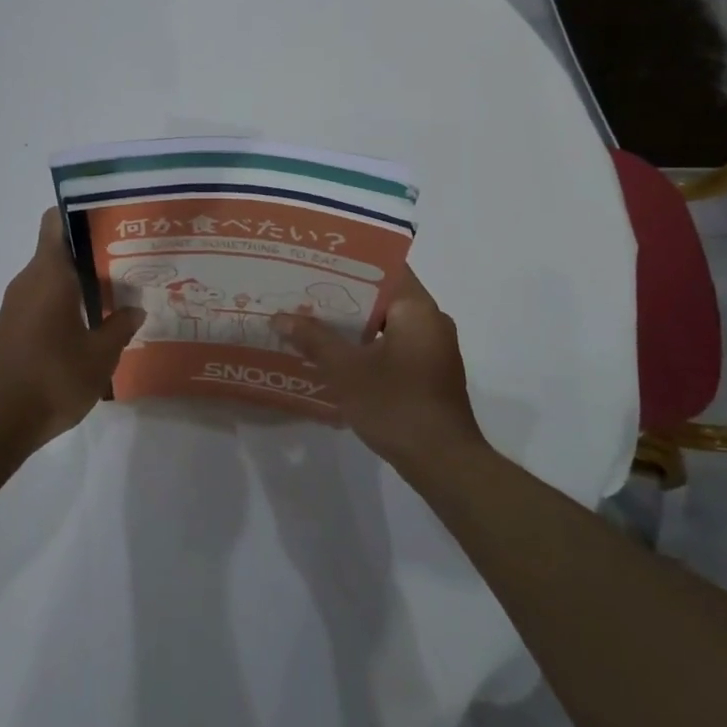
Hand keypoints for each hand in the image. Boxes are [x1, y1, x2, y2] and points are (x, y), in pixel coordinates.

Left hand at [0, 209, 144, 454]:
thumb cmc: (52, 378)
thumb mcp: (100, 355)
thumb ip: (120, 327)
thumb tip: (135, 309)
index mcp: (49, 274)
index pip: (56, 221)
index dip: (81, 212)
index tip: (112, 219)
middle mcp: (29, 281)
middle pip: (60, 249)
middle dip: (93, 251)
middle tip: (131, 258)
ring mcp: (17, 305)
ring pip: (53, 277)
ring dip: (82, 280)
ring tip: (120, 291)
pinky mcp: (13, 328)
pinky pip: (44, 299)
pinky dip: (68, 302)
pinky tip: (94, 323)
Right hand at [272, 267, 485, 472]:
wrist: (445, 464)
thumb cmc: (397, 406)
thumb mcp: (347, 371)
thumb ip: (314, 339)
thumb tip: (281, 317)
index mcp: (417, 308)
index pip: (383, 267)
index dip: (348, 263)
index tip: (316, 261)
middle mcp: (430, 320)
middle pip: (382, 295)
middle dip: (343, 295)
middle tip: (304, 291)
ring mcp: (433, 348)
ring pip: (386, 323)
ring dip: (353, 323)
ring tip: (313, 320)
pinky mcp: (430, 373)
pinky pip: (394, 344)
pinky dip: (368, 345)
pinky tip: (337, 355)